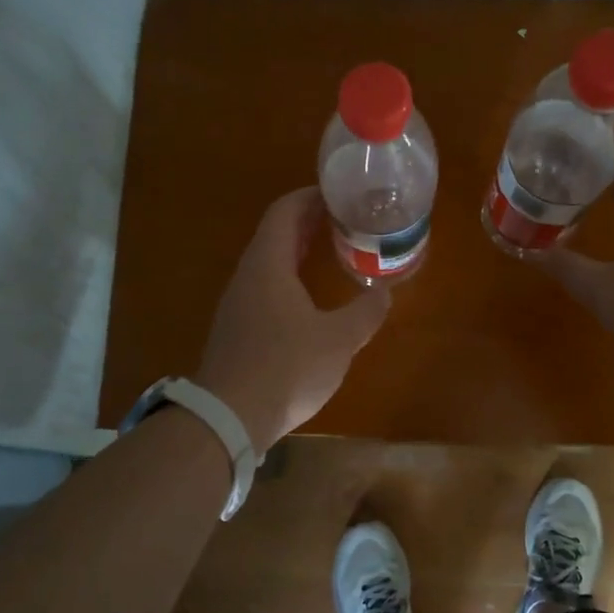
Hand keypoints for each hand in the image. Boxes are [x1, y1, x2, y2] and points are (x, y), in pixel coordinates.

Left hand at [194, 188, 391, 453]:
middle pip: (276, 234)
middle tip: (345, 220)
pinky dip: (289, 278)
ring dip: (298, 251)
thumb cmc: (286, 368)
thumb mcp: (338, 340)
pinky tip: (310, 299)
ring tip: (333, 252)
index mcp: (268, 265)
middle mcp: (248, 277)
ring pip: (269, 263)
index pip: (284, 212)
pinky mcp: (237, 330)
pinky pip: (265, 288)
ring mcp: (238, 304)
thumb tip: (384, 293)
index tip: (338, 194)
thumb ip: (365, 313)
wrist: (229, 418)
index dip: (309, 197)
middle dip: (309, 222)